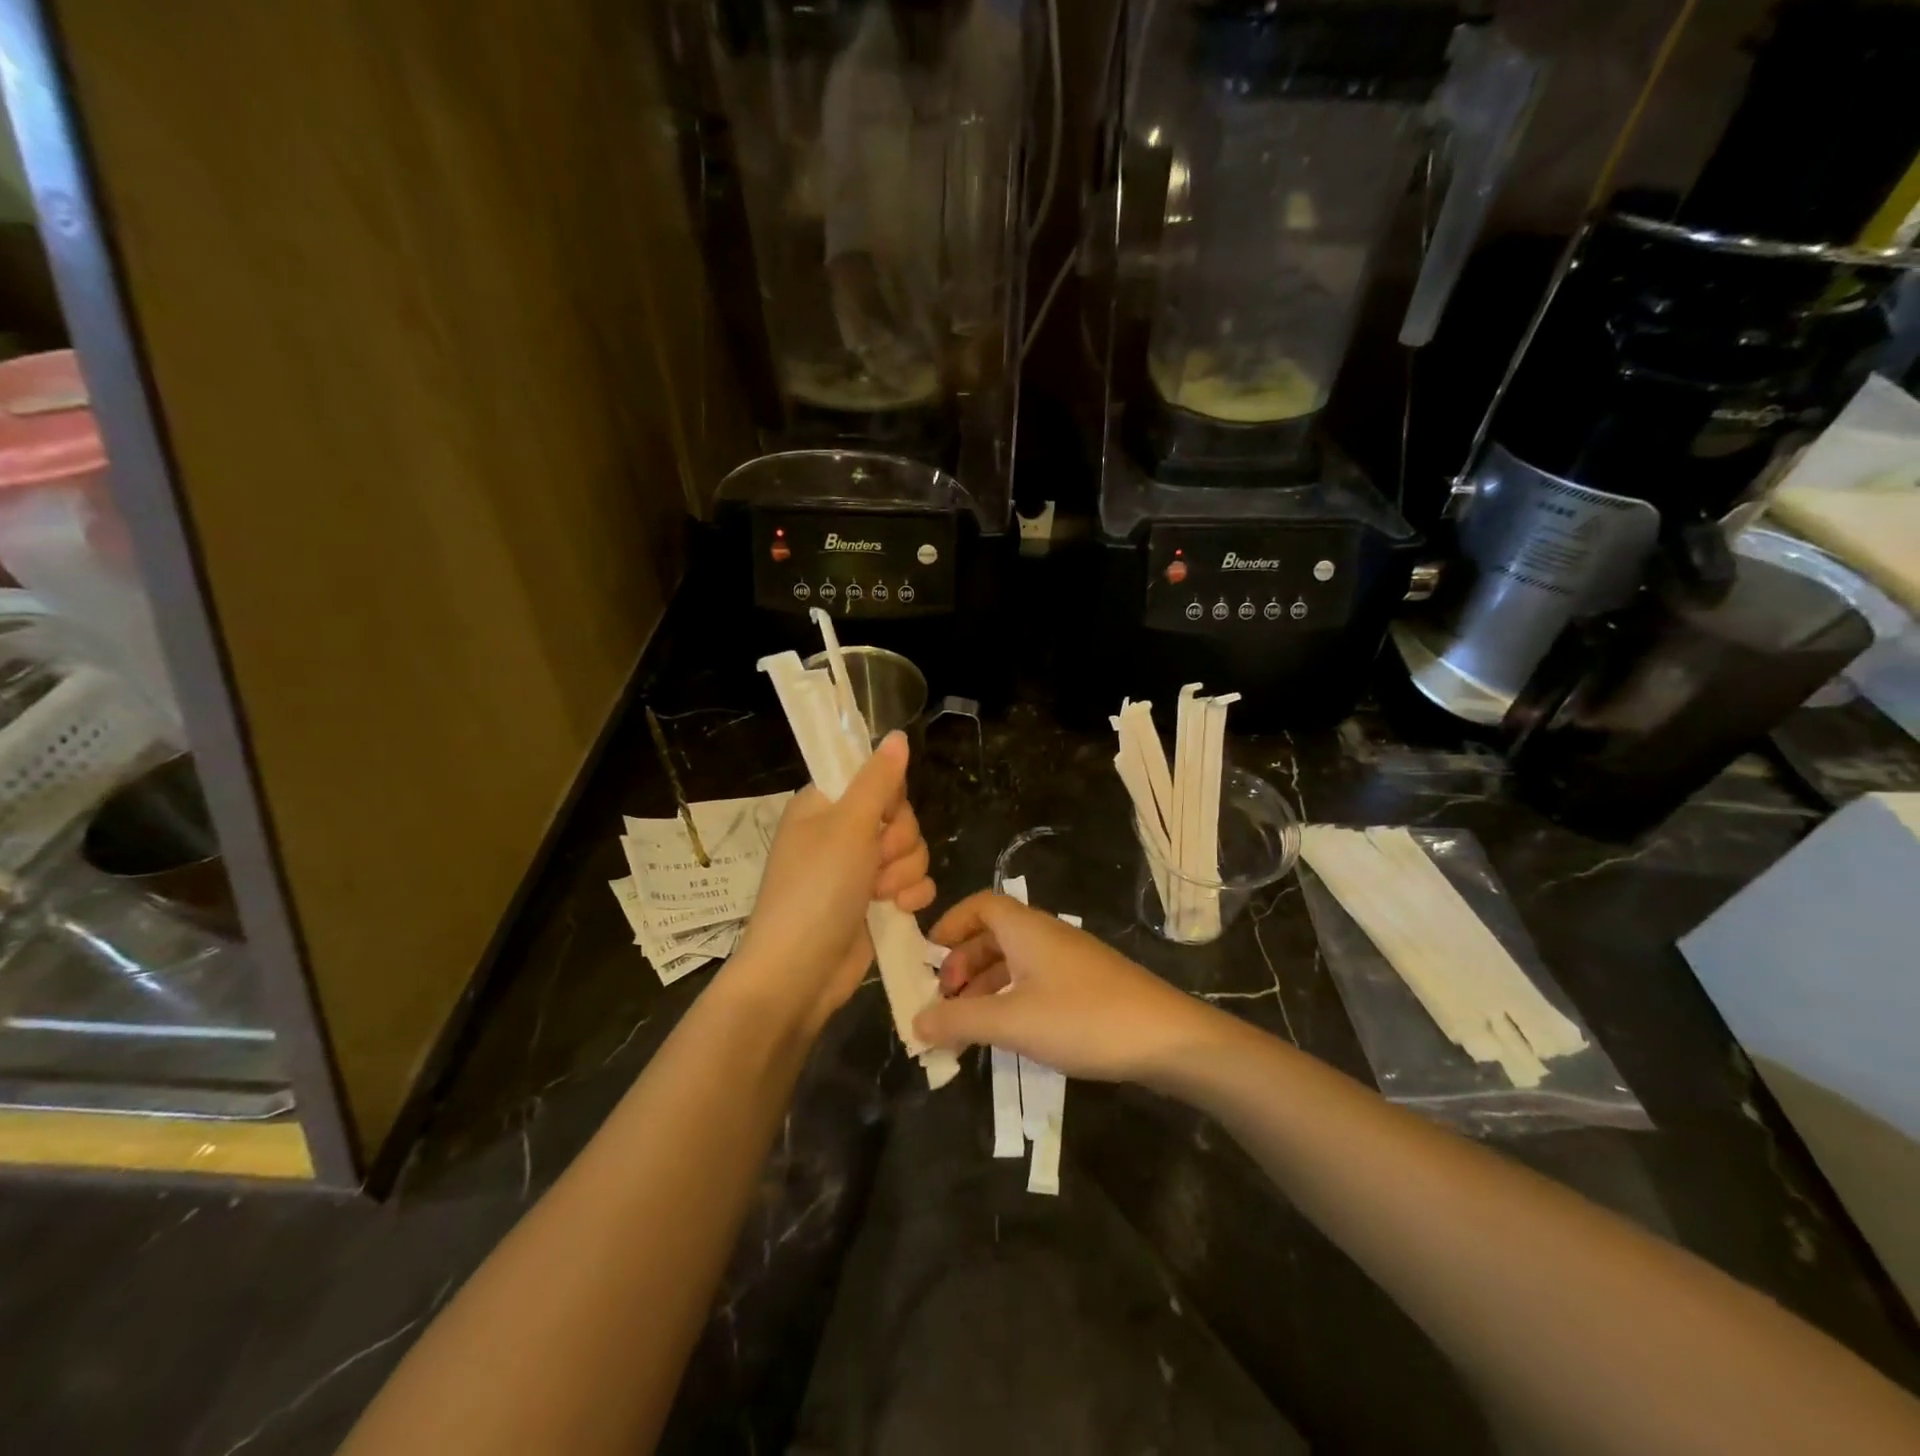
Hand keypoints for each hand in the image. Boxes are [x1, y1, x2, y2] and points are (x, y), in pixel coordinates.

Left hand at [726, 732, 933, 1035]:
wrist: (800, 973)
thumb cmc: (817, 890)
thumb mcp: (848, 826)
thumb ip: (878, 779)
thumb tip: (898, 735)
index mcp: (824, 805)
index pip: (872, 776)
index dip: (888, 794)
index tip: (883, 813)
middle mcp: (841, 833)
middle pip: (899, 815)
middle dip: (899, 840)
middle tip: (876, 860)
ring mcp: (859, 870)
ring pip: (911, 850)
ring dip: (904, 871)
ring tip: (881, 894)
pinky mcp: (876, 902)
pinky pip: (913, 882)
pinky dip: (910, 895)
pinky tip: (897, 910)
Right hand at [912, 891, 1223, 1083]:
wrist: (1167, 1038)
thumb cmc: (1083, 1019)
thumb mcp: (1012, 1021)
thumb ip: (960, 1020)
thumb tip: (914, 1021)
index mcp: (1026, 929)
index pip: (980, 905)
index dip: (950, 924)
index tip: (926, 957)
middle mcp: (1047, 935)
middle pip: (993, 935)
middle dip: (962, 964)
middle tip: (943, 1000)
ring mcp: (1070, 961)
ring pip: (1014, 962)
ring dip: (985, 987)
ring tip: (965, 1026)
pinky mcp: (1087, 986)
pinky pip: (1035, 982)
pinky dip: (1011, 1000)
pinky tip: (1007, 1033)